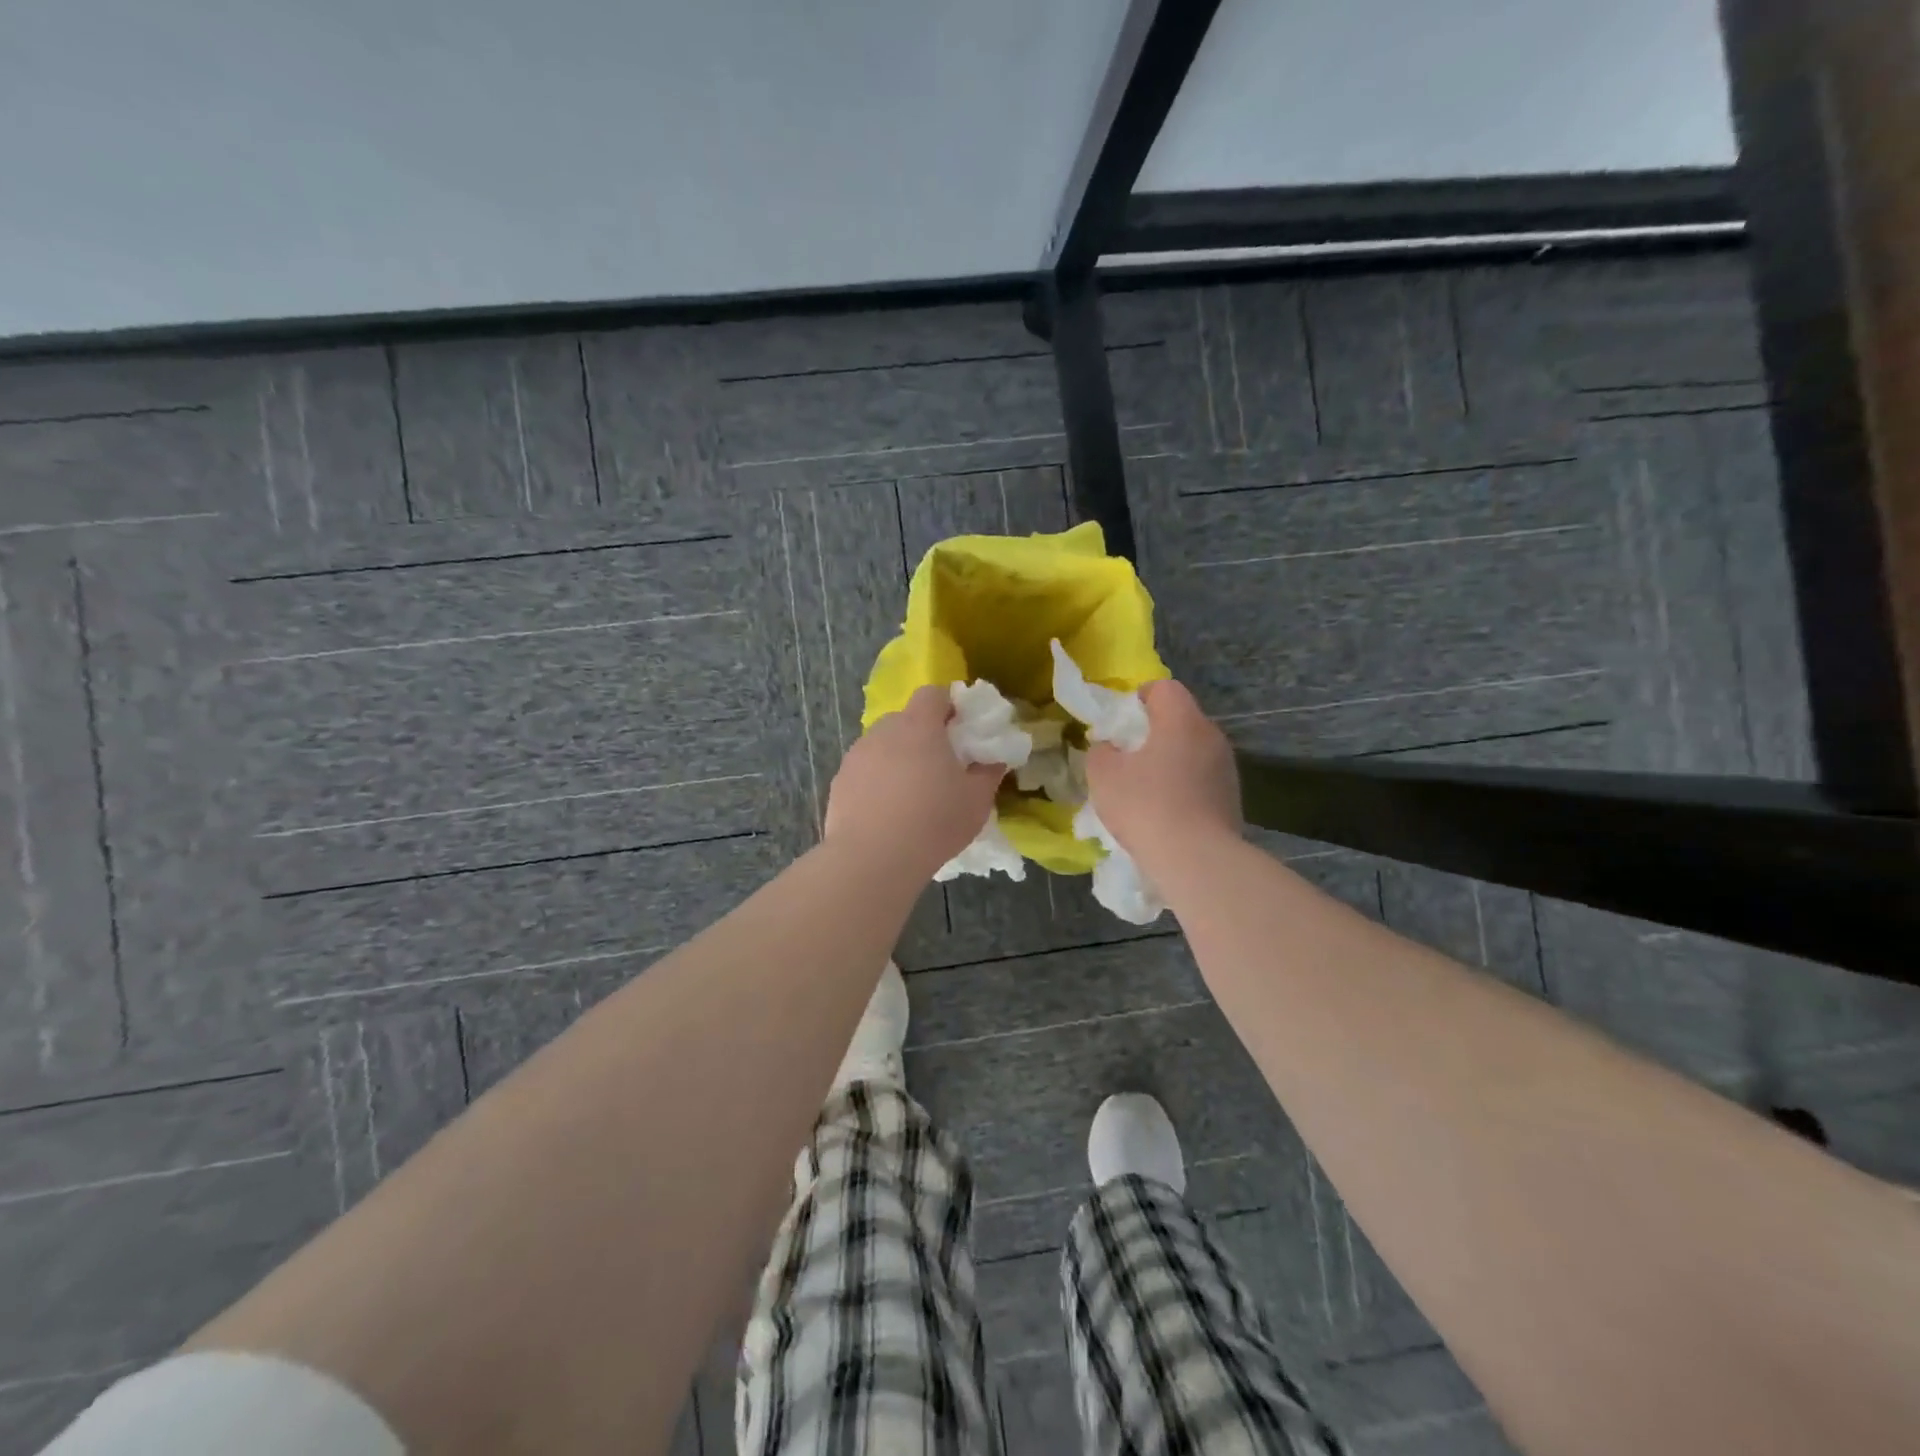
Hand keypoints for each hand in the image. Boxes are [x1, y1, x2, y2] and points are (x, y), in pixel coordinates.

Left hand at [824, 685, 1006, 877]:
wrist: (872, 859)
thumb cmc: (933, 822)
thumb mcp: (977, 801)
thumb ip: (989, 773)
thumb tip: (993, 760)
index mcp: (919, 726)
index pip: (933, 694)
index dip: (949, 706)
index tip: (961, 732)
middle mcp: (883, 731)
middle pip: (906, 719)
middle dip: (923, 735)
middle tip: (940, 767)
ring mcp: (856, 755)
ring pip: (883, 746)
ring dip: (898, 759)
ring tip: (911, 795)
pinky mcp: (839, 782)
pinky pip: (865, 771)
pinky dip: (877, 782)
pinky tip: (886, 813)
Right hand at [1085, 679, 1239, 865]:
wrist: (1197, 860)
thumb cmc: (1146, 806)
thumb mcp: (1103, 775)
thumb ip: (1101, 751)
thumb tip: (1110, 748)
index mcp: (1181, 720)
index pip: (1164, 688)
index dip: (1140, 696)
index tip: (1121, 720)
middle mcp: (1211, 736)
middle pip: (1181, 719)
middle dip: (1154, 732)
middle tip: (1128, 756)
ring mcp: (1227, 768)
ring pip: (1193, 751)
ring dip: (1170, 760)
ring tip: (1146, 788)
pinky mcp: (1232, 798)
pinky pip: (1202, 779)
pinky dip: (1184, 786)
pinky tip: (1166, 812)